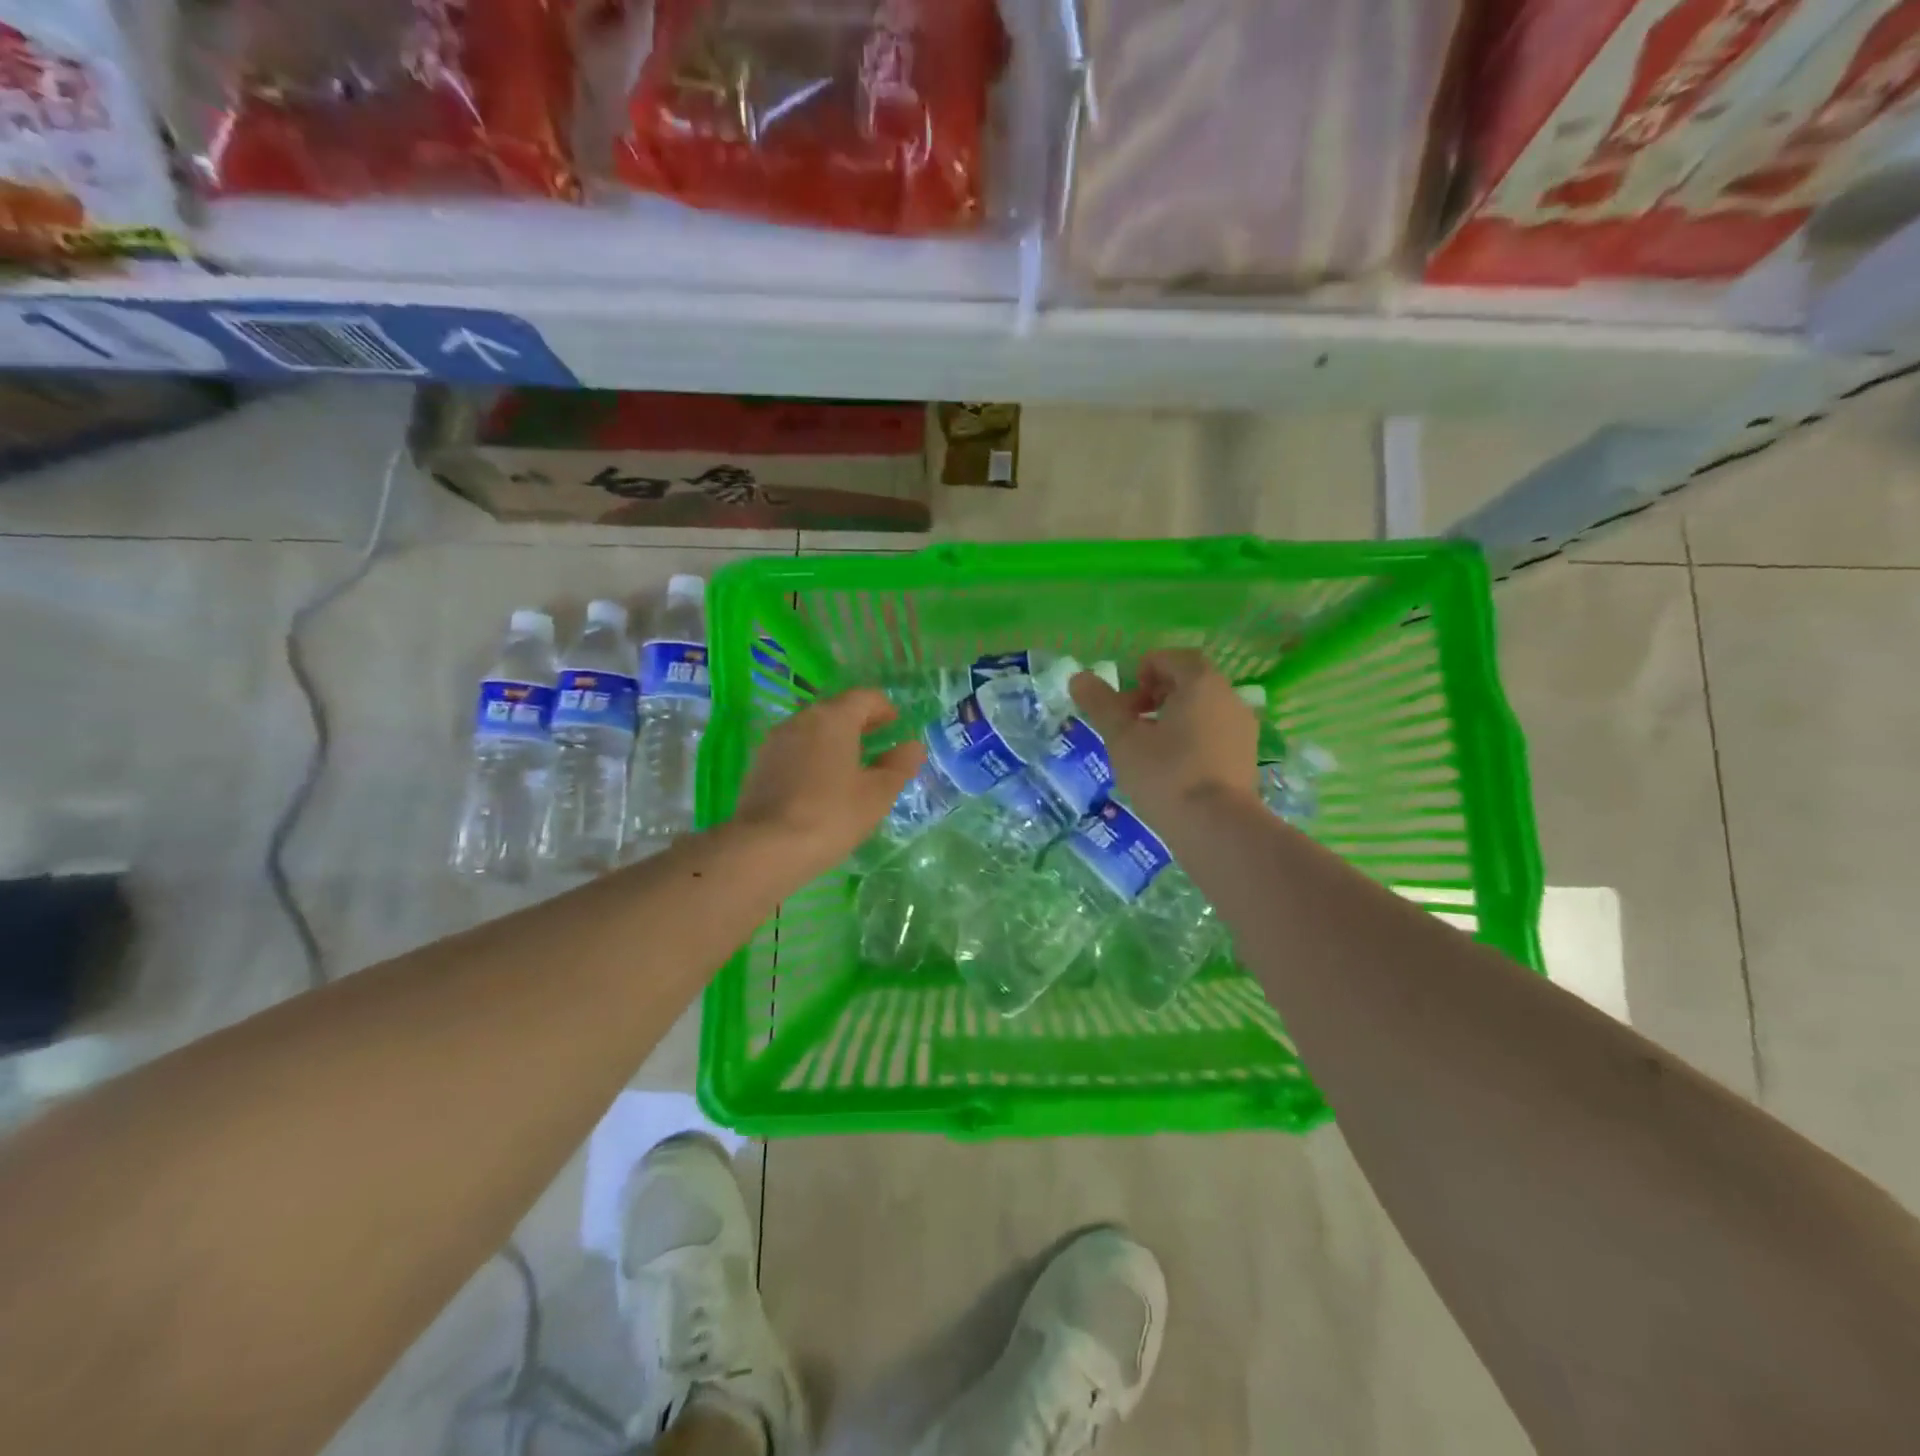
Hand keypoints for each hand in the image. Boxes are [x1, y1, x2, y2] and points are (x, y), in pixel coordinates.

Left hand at [731, 689, 925, 879]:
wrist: (765, 848)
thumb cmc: (831, 815)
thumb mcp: (876, 794)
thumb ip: (899, 766)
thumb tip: (913, 746)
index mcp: (834, 717)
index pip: (865, 697)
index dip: (885, 709)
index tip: (897, 725)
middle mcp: (802, 719)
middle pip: (836, 710)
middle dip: (860, 723)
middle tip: (879, 743)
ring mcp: (776, 740)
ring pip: (813, 729)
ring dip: (834, 740)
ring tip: (851, 765)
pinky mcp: (759, 764)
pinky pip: (795, 749)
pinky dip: (813, 756)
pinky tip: (821, 783)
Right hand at [1068, 649, 1258, 825]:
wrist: (1217, 828)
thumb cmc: (1166, 774)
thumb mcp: (1123, 738)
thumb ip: (1101, 704)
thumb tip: (1078, 677)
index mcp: (1201, 683)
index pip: (1172, 658)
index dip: (1143, 671)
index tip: (1125, 703)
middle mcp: (1229, 698)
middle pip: (1189, 682)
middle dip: (1155, 696)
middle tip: (1130, 724)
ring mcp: (1243, 729)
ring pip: (1203, 709)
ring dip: (1173, 718)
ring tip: (1147, 749)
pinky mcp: (1247, 758)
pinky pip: (1215, 734)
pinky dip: (1191, 739)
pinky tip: (1172, 769)